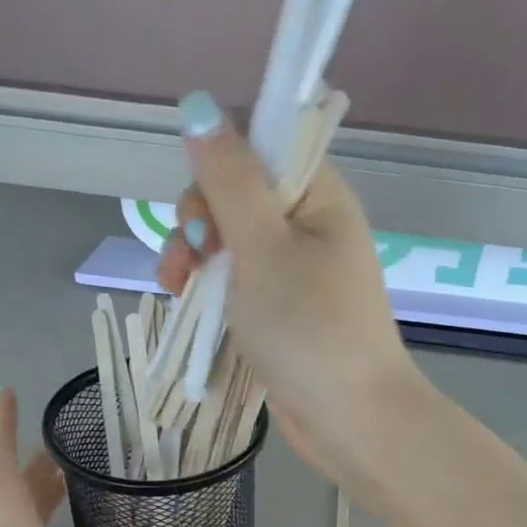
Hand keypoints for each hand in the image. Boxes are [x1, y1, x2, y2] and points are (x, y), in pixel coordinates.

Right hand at [155, 93, 420, 479]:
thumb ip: (229, 178)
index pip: (259, 152)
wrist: (351, 419)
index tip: (202, 215)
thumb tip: (200, 107)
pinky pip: (242, 286)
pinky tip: (189, 305)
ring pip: (234, 246)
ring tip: (175, 288)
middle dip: (199, 222)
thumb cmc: (309, 328)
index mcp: (318, 196)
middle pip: (238, 199)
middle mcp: (312, 228)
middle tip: (186, 261)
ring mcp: (299, 276)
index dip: (218, 172)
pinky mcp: (286, 316)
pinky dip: (214, 292)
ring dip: (197, 258)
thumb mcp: (262, 246)